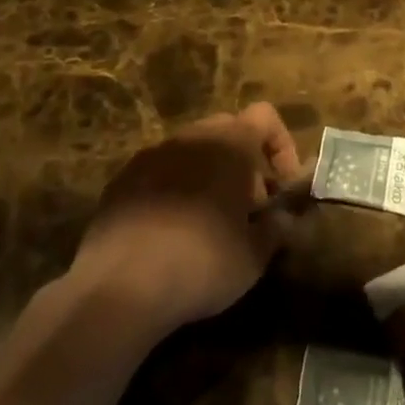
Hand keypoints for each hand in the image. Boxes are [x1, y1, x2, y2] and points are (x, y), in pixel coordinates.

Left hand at [71, 102, 302, 334]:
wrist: (119, 287)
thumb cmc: (202, 263)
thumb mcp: (254, 256)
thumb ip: (277, 228)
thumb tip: (285, 218)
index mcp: (231, 143)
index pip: (265, 116)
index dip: (281, 145)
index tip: (282, 187)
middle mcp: (193, 136)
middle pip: (228, 130)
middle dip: (244, 162)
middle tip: (248, 208)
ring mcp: (153, 154)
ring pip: (192, 150)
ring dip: (209, 174)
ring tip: (209, 223)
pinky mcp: (122, 179)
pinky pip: (160, 172)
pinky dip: (174, 189)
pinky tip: (169, 233)